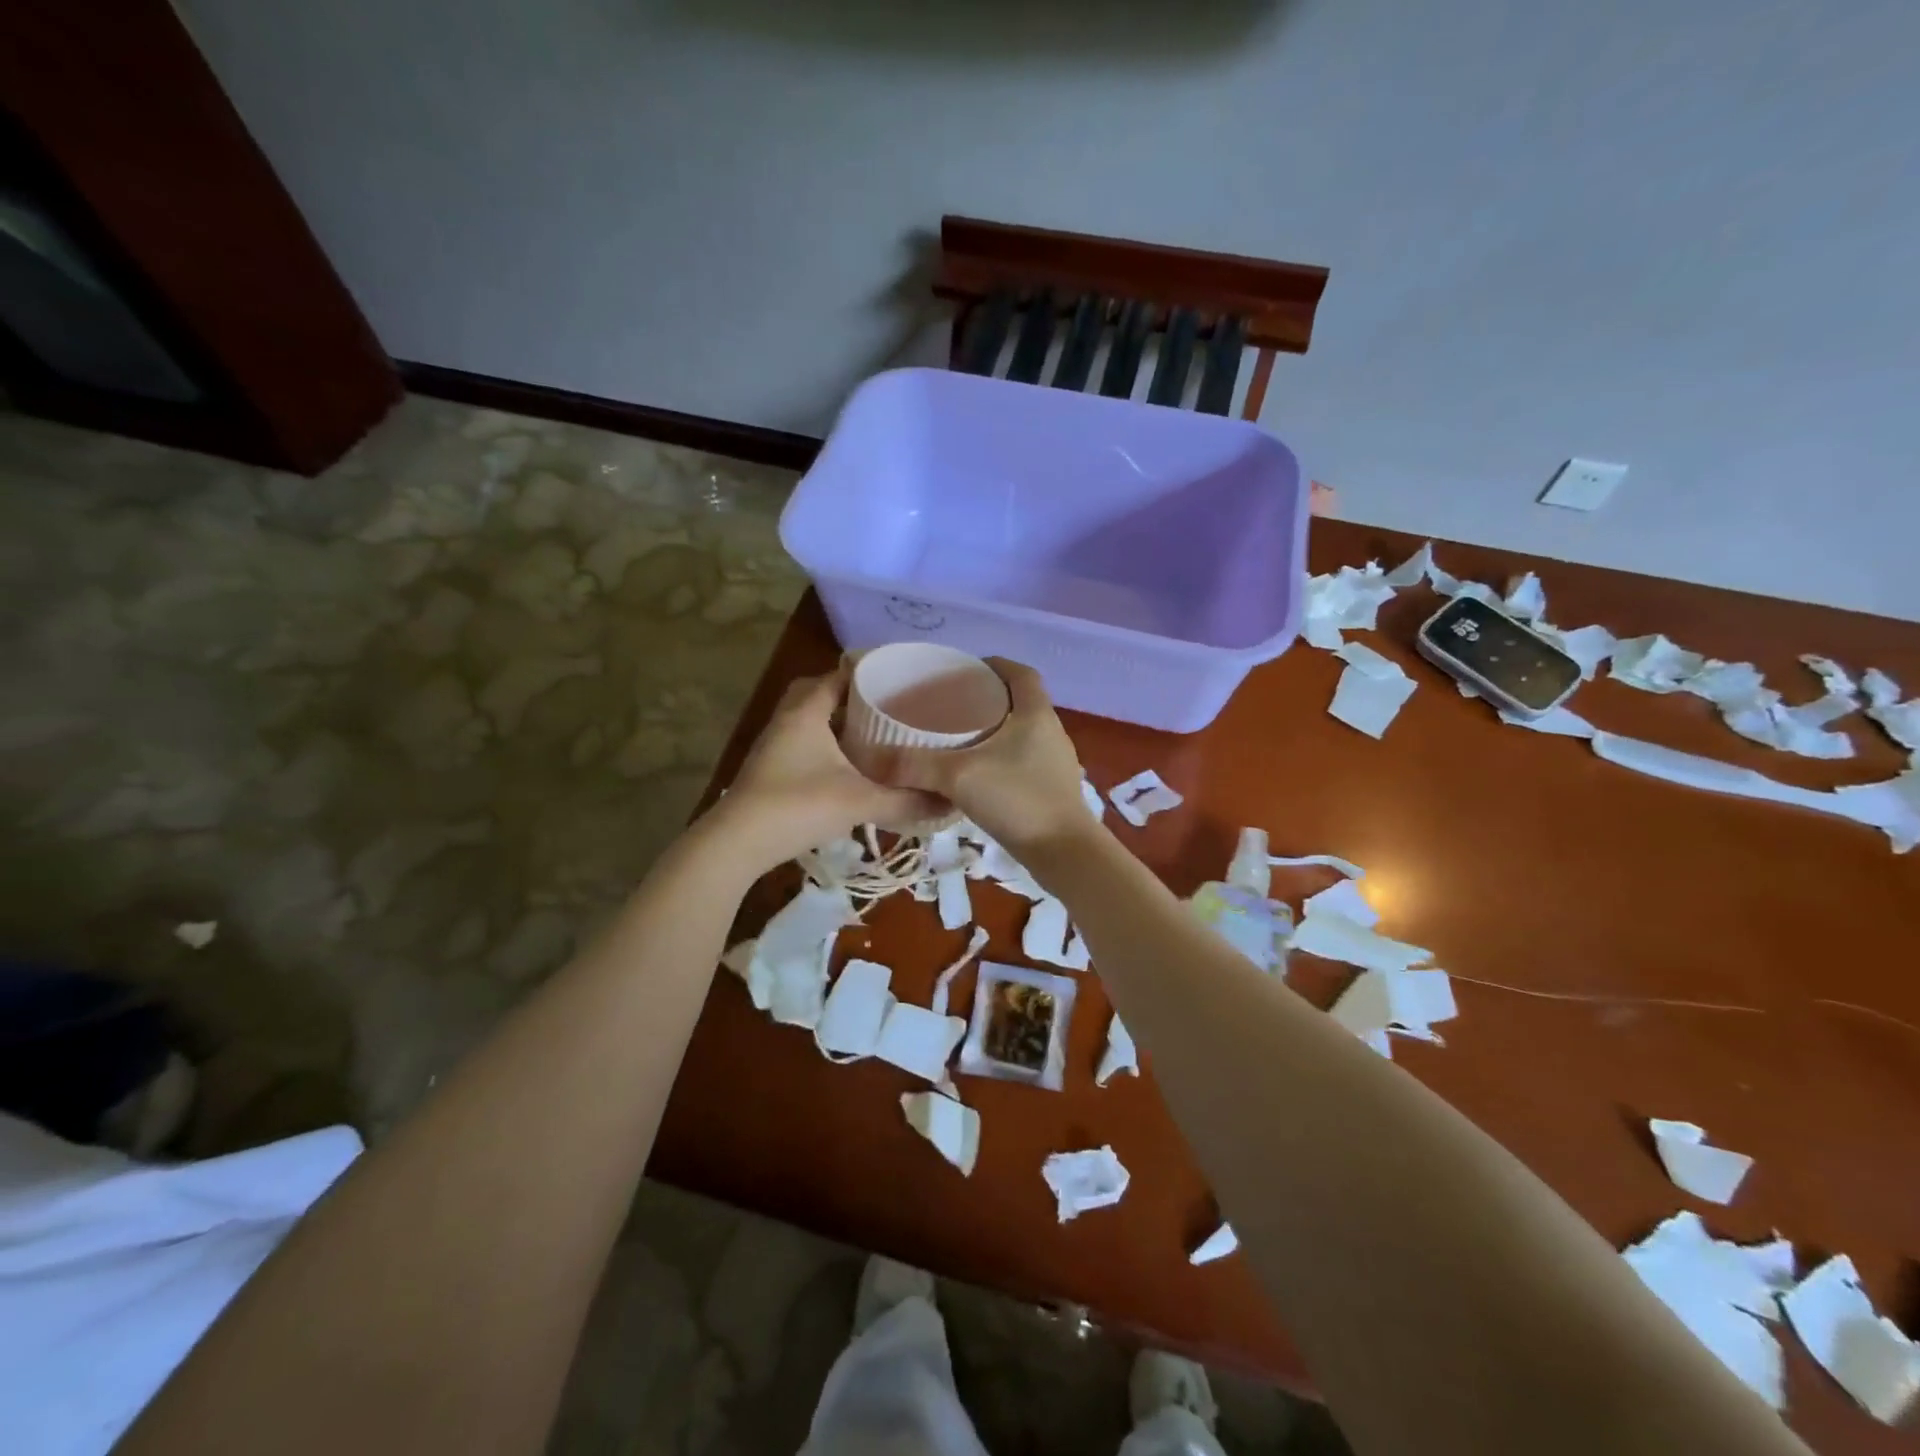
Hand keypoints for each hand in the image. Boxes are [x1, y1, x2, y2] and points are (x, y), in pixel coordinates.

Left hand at [707, 665, 943, 873]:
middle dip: (852, 697)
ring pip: (811, 720)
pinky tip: (850, 767)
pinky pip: (804, 742)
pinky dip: (827, 745)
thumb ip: (906, 801)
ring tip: (875, 734)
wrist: (737, 843)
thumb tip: (949, 802)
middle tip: (886, 708)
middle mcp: (788, 719)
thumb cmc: (798, 807)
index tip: (901, 681)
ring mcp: (776, 744)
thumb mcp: (860, 802)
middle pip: (820, 692)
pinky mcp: (772, 767)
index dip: (870, 673)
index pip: (839, 674)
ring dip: (838, 723)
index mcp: (807, 711)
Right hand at [890, 659, 1091, 856]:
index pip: (1021, 673)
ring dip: (994, 731)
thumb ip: (915, 765)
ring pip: (1022, 733)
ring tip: (957, 740)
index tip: (965, 670)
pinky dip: (1000, 760)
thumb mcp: (958, 776)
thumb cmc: (1018, 800)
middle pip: (1020, 701)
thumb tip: (869, 758)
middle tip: (950, 706)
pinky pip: (1023, 761)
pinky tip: (976, 777)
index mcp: (1036, 713)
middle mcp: (1051, 731)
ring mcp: (1054, 762)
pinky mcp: (1053, 789)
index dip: (995, 665)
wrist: (1065, 853)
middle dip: (987, 699)